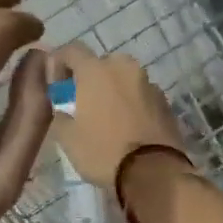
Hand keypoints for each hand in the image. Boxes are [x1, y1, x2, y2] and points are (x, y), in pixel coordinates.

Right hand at [51, 42, 189, 191]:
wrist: (154, 172)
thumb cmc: (103, 152)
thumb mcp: (68, 139)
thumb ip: (59, 117)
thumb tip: (60, 110)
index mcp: (96, 71)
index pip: (72, 50)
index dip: (59, 63)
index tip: (56, 85)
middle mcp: (124, 69)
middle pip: (101, 63)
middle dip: (90, 79)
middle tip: (82, 103)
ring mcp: (149, 84)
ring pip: (124, 79)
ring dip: (113, 91)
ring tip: (107, 117)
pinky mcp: (166, 102)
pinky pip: (141, 96)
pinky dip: (132, 104)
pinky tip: (128, 127)